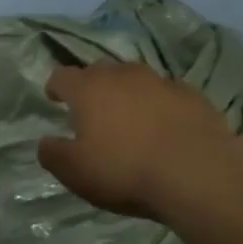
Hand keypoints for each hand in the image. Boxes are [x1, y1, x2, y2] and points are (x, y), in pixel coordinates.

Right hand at [38, 62, 233, 217]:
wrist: (196, 172)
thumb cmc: (124, 170)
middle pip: (99, 71)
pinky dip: (158, 105)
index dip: (55, 87)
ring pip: (135, 79)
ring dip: (127, 93)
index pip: (62, 76)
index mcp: (88, 89)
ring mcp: (161, 81)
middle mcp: (123, 75)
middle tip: (91, 111)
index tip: (54, 98)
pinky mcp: (192, 95)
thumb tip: (46, 142)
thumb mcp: (74, 171)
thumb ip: (53, 154)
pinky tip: (162, 127)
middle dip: (91, 87)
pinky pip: (166, 94)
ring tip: (128, 118)